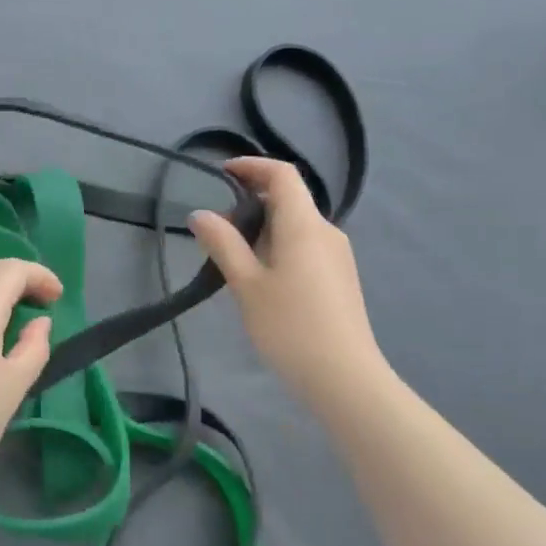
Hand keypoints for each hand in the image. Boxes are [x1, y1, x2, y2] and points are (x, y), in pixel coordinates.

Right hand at [189, 157, 390, 408]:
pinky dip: (278, 247)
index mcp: (304, 225)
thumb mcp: (246, 284)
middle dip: (250, 204)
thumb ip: (223, 244)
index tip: (221, 173)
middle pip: (288, 200)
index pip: (282, 175)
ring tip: (233, 261)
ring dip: (262, 229)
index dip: (252, 166)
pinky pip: (305, 246)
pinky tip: (261, 281)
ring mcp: (337, 256)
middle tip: (217, 231)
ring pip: (295, 226)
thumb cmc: (290, 326)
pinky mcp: (339, 278)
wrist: (345, 379)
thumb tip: (200, 214)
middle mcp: (326, 231)